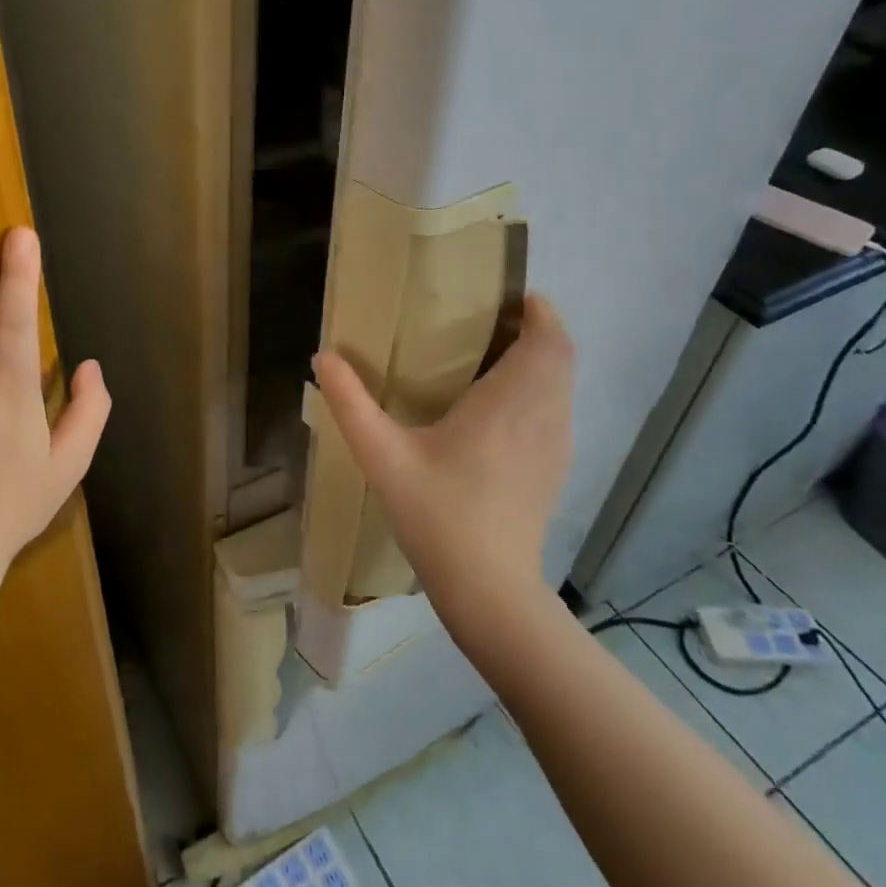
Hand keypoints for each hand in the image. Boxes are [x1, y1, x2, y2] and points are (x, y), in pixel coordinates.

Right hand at [313, 293, 573, 612]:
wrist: (491, 591)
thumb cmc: (439, 515)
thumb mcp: (383, 457)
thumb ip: (350, 403)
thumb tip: (323, 356)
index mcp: (510, 403)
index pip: (549, 338)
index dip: (537, 309)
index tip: (505, 295)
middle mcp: (545, 416)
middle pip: (560, 354)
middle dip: (534, 328)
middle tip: (486, 320)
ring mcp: (556, 445)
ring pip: (562, 383)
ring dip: (538, 359)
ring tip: (490, 355)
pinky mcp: (555, 468)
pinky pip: (557, 409)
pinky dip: (539, 390)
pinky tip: (497, 408)